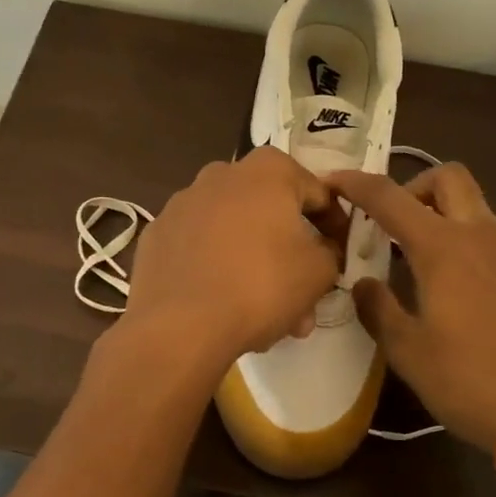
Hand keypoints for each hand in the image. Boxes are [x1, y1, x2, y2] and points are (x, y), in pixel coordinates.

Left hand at [126, 147, 345, 368]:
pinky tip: (223, 303)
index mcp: (267, 170)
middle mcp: (222, 174)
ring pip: (234, 231)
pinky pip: (200, 247)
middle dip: (290, 252)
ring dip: (254, 263)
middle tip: (303, 295)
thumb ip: (331, 252)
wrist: (179, 325)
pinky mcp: (157, 234)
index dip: (334, 226)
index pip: (317, 193)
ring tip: (266, 313)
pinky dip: (216, 266)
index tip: (338, 257)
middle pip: (270, 212)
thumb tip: (323, 249)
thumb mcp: (319, 272)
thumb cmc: (260, 285)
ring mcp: (183, 203)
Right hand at [326, 163, 495, 454]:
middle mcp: (482, 237)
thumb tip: (364, 284)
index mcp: (443, 248)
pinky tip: (468, 300)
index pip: (390, 197)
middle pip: (449, 177)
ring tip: (426, 267)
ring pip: (478, 210)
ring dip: (446, 220)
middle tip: (396, 224)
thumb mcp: (409, 352)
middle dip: (415, 186)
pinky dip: (473, 252)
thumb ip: (379, 309)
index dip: (357, 183)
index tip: (334, 181)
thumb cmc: (471, 382)